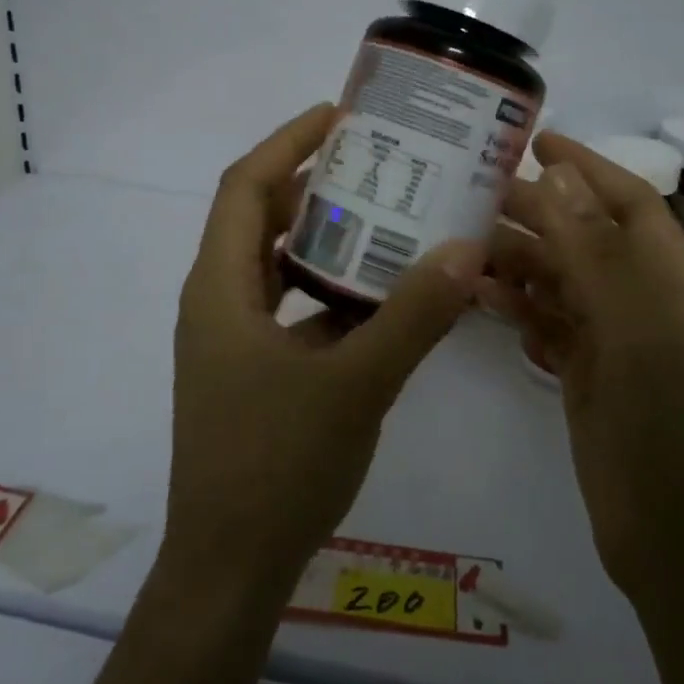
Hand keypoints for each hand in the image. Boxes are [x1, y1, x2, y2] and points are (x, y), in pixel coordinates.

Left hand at [163, 103, 482, 598]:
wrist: (229, 568)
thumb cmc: (276, 468)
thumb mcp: (355, 385)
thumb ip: (412, 316)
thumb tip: (465, 248)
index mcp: (220, 288)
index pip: (245, 185)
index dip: (288, 141)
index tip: (339, 115)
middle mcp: (217, 301)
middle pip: (259, 218)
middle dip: (312, 182)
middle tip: (377, 161)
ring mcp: (233, 340)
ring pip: (276, 265)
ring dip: (323, 237)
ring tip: (386, 215)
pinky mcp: (251, 372)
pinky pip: (290, 308)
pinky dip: (328, 289)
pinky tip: (380, 295)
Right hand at [480, 133, 683, 599]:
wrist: (675, 541)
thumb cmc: (665, 429)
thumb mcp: (634, 333)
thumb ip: (595, 253)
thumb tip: (559, 175)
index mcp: (671, 281)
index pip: (629, 202)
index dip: (587, 166)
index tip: (537, 140)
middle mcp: (644, 301)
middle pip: (586, 238)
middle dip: (538, 213)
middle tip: (475, 195)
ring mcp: (616, 340)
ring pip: (562, 281)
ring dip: (520, 262)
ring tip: (466, 248)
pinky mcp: (588, 374)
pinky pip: (550, 324)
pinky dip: (520, 309)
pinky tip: (483, 302)